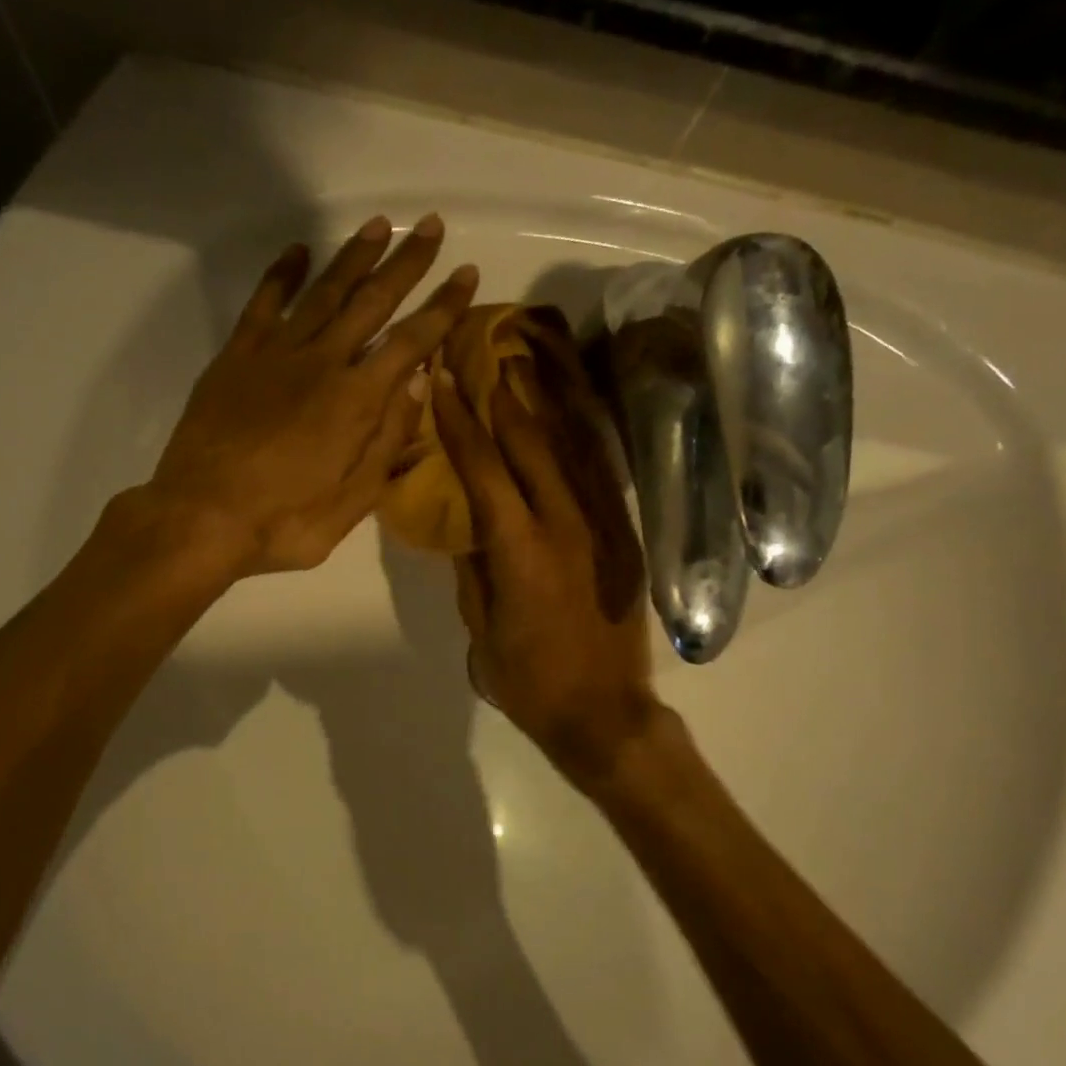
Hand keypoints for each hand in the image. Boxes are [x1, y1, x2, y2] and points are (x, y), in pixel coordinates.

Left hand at [137, 214, 477, 576]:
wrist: (200, 518)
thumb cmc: (283, 522)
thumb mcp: (352, 501)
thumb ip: (387, 441)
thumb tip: (419, 385)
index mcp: (355, 401)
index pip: (411, 342)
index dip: (443, 308)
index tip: (467, 274)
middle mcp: (321, 362)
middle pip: (371, 301)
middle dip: (406, 263)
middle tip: (431, 226)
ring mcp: (274, 354)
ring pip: (322, 291)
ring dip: (354, 257)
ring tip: (379, 226)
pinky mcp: (236, 357)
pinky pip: (263, 303)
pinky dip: (281, 274)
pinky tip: (298, 251)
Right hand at [430, 353, 662, 785]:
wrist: (603, 714)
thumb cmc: (529, 683)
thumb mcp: (481, 630)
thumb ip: (473, 570)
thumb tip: (467, 526)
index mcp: (520, 552)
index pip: (484, 470)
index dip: (459, 423)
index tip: (440, 382)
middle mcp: (566, 527)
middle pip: (531, 444)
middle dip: (502, 395)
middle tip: (481, 351)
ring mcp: (603, 529)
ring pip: (574, 448)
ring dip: (547, 401)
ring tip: (526, 360)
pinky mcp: (625, 539)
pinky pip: (600, 475)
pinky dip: (582, 436)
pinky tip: (568, 413)